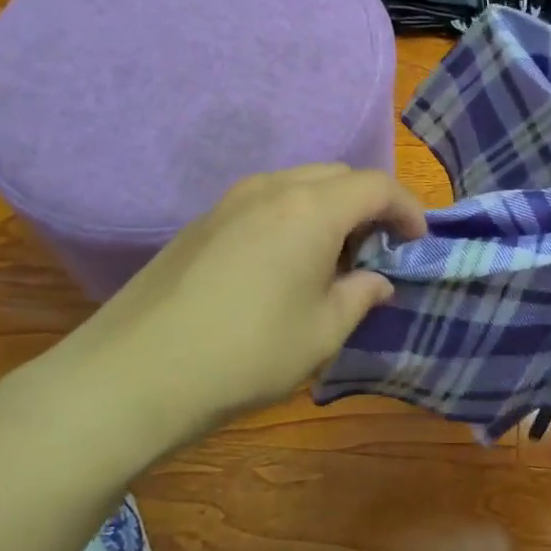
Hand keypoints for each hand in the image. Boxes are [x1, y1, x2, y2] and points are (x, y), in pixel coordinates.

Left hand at [27, 165, 425, 468]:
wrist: (132, 374)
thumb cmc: (245, 354)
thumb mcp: (321, 334)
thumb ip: (359, 296)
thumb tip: (376, 279)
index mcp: (311, 209)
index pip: (377, 186)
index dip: (408, 210)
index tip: (418, 243)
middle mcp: (272, 188)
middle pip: (339, 176)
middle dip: (370, 205)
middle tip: (378, 251)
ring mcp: (231, 201)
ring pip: (300, 184)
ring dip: (330, 209)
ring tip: (333, 259)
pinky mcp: (203, 221)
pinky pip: (267, 201)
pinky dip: (294, 217)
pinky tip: (285, 264)